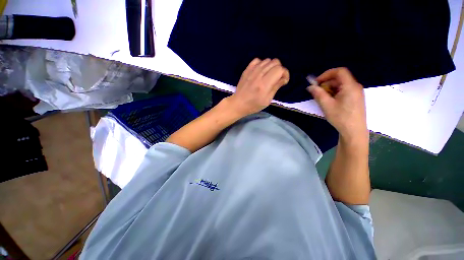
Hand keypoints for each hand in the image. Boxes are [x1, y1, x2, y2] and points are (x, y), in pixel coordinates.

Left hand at [227, 58, 289, 116]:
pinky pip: (258, 60)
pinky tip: (261, 72)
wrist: (238, 103)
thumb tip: (283, 78)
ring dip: (271, 67)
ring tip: (269, 75)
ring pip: (267, 60)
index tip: (284, 81)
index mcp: (264, 84)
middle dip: (279, 69)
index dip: (285, 73)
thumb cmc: (253, 105)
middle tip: (277, 78)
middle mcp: (258, 75)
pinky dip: (262, 64)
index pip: (279, 69)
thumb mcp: (267, 100)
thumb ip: (276, 87)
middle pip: (275, 62)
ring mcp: (251, 71)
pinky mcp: (246, 70)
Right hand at [307, 67, 367, 143]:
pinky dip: (335, 93)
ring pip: (341, 85)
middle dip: (326, 83)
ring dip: (329, 89)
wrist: (354, 131)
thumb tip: (310, 87)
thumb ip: (318, 94)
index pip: (339, 71)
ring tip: (322, 99)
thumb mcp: (326, 105)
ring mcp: (357, 92)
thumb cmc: (340, 117)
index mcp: (350, 86)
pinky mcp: (355, 98)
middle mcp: (355, 86)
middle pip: (340, 78)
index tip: (316, 82)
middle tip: (317, 92)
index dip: (326, 74)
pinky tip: (330, 101)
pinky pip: (344, 90)